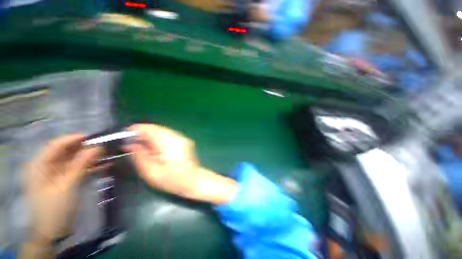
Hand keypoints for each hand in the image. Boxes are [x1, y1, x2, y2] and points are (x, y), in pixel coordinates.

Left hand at [24, 134, 101, 247]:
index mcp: (40, 165)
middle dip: (85, 148)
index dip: (74, 139)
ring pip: (76, 160)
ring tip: (108, 154)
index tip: (94, 137)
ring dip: (91, 157)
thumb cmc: (55, 208)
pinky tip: (105, 165)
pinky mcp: (66, 180)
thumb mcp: (67, 186)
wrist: (53, 231)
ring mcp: (58, 174)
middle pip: (67, 151)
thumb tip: (96, 147)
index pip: (56, 145)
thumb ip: (80, 165)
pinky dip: (92, 167)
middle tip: (104, 146)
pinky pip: (80, 169)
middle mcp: (48, 166)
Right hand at [125, 124, 236, 204]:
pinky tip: (157, 149)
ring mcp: (182, 138)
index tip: (126, 135)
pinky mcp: (184, 141)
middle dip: (144, 134)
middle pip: (157, 128)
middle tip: (135, 144)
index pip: (151, 129)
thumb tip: (130, 145)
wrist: (194, 180)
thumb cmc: (173, 180)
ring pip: (162, 131)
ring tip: (145, 148)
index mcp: (169, 143)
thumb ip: (140, 157)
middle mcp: (177, 137)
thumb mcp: (152, 173)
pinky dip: (160, 139)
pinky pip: (168, 135)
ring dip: (152, 136)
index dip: (137, 129)